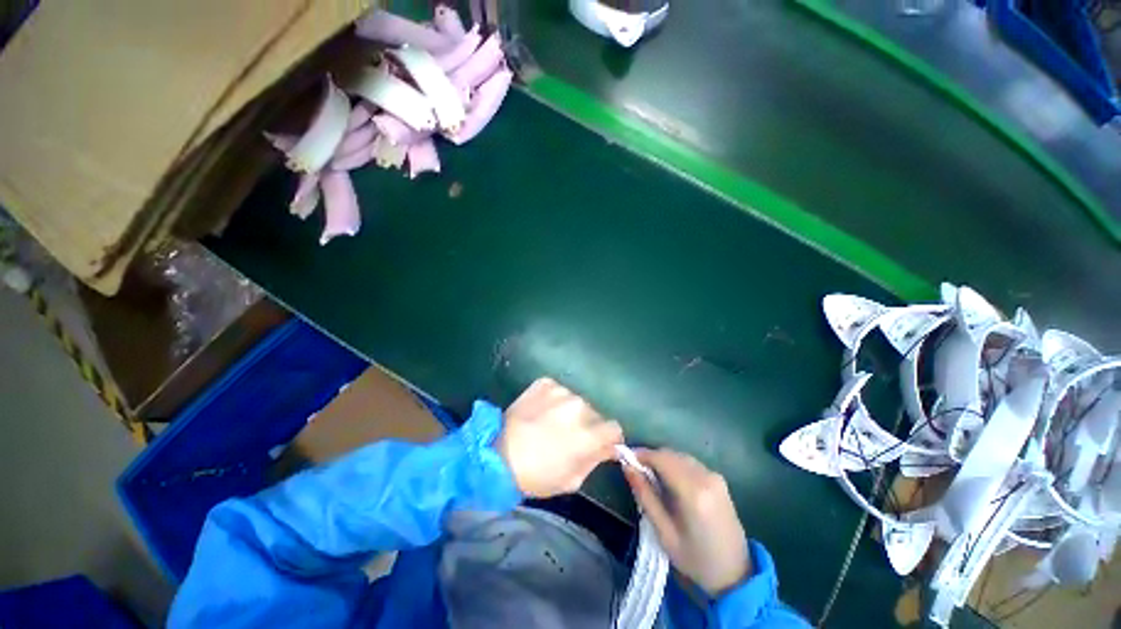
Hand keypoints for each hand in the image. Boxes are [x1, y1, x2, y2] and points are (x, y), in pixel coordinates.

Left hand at [497, 377, 623, 497]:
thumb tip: (607, 447)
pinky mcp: (544, 382)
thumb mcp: (572, 480)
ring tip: (550, 422)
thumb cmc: (536, 475)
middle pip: (595, 413)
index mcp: (588, 433)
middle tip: (568, 435)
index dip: (608, 438)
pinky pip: (558, 390)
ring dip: (570, 411)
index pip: (614, 427)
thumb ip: (595, 460)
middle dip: (587, 425)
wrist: (496, 455)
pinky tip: (540, 411)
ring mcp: (560, 391)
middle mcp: (578, 406)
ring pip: (577, 400)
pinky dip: (554, 400)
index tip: (598, 443)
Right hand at [624, 448, 750, 597]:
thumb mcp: (664, 533)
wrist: (736, 574)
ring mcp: (715, 476)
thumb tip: (627, 468)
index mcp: (693, 492)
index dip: (641, 454)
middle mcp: (706, 477)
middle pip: (671, 454)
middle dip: (651, 457)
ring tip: (649, 475)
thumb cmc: (695, 559)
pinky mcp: (719, 479)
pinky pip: (690, 463)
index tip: (625, 458)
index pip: (662, 459)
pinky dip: (675, 464)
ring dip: (663, 460)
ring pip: (680, 456)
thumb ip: (645, 496)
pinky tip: (669, 479)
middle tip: (635, 469)